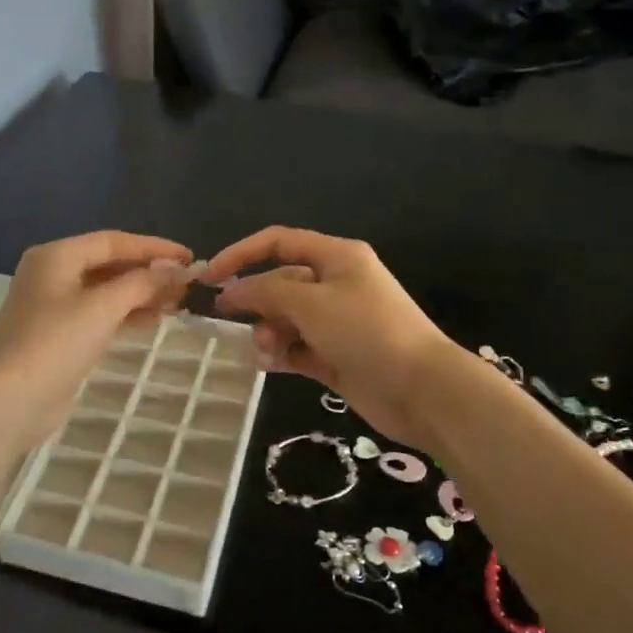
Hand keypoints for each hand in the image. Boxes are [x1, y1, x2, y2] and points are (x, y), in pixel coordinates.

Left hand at [0, 230, 195, 451]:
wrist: (10, 399)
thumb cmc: (56, 342)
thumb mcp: (103, 306)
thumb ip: (143, 283)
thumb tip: (177, 269)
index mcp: (57, 255)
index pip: (113, 241)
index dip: (154, 248)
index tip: (190, 257)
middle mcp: (52, 274)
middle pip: (109, 264)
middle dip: (149, 272)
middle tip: (187, 283)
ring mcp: (53, 306)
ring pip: (106, 291)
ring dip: (141, 294)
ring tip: (178, 302)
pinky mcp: (59, 335)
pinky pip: (99, 314)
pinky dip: (126, 314)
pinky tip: (154, 320)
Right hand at [205, 227, 464, 448]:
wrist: (422, 390)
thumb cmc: (367, 332)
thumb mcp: (311, 304)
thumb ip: (266, 293)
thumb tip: (231, 291)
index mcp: (336, 257)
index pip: (278, 242)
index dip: (240, 254)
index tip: (210, 276)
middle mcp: (335, 284)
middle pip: (280, 283)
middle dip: (256, 302)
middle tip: (234, 322)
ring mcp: (336, 322)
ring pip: (285, 318)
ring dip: (268, 332)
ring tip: (267, 352)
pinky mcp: (335, 355)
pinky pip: (296, 347)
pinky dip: (281, 354)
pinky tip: (270, 365)